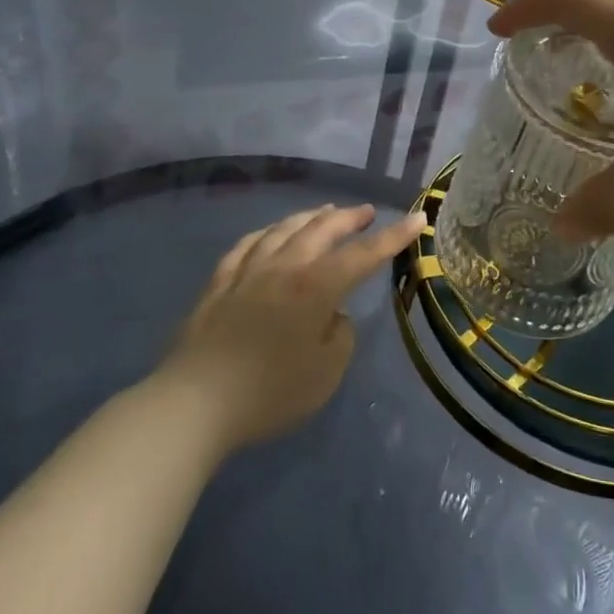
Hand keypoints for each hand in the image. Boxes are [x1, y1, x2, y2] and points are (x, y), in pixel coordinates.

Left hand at [162, 203, 425, 453]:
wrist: (196, 402)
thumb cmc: (271, 392)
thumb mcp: (326, 373)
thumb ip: (340, 336)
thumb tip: (333, 315)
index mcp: (316, 287)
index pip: (364, 254)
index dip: (394, 236)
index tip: (417, 217)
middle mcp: (285, 267)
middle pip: (322, 230)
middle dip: (349, 218)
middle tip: (366, 212)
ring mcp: (248, 271)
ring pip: (284, 229)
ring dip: (310, 217)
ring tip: (325, 211)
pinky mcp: (219, 283)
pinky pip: (247, 245)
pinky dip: (267, 233)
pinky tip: (270, 233)